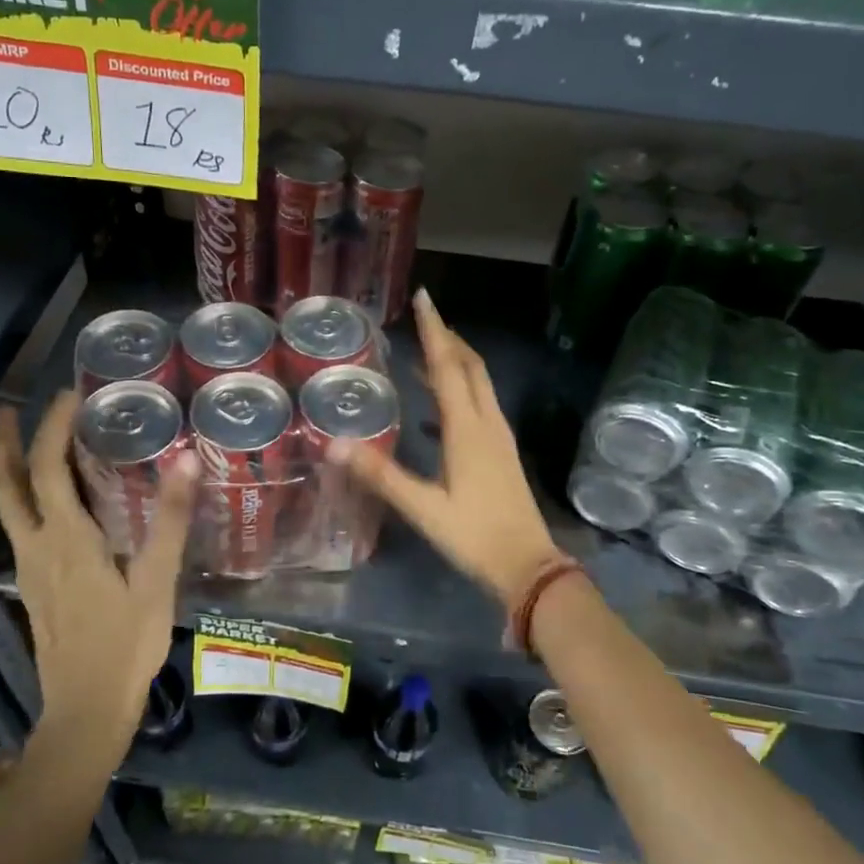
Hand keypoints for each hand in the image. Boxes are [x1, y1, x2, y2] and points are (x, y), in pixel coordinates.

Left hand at [0, 393, 199, 752]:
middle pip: (10, 485)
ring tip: (15, 440)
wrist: (85, 712)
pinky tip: (45, 501)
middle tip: (10, 407)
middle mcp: (37, 547)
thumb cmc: (126, 646)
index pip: (49, 469)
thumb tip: (186, 459)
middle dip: (7, 443)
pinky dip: (23, 498)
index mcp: (67, 539)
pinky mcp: (33, 587)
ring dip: (8, 468)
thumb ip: (170, 520)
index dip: (54, 427)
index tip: (70, 394)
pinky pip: (20, 527)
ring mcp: (29, 569)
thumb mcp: (157, 582)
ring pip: (7, 507)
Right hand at [329, 289, 563, 610]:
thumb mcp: (423, 508)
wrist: (527, 566)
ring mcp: (498, 436)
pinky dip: (460, 388)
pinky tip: (438, 405)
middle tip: (424, 317)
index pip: (449, 366)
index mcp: (468, 428)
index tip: (424, 297)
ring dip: (456, 360)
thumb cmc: (474, 535)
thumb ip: (381, 475)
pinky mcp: (501, 451)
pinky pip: (479, 404)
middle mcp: (487, 422)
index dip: (434, 330)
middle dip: (448, 337)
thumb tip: (336, 445)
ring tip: (428, 350)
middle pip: (470, 366)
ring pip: (479, 383)